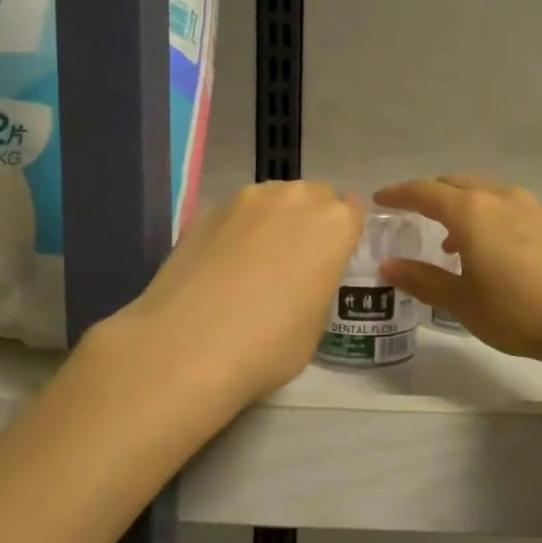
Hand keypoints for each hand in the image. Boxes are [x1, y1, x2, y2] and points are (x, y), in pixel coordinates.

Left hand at [104, 181, 364, 404]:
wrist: (188, 346)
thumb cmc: (270, 345)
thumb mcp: (316, 324)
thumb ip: (318, 284)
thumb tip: (302, 278)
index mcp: (333, 225)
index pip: (353, 211)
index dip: (344, 234)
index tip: (332, 258)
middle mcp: (294, 199)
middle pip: (314, 196)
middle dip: (310, 220)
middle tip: (296, 261)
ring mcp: (246, 199)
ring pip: (273, 199)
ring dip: (273, 220)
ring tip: (255, 262)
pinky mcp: (206, 210)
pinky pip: (235, 213)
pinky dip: (236, 231)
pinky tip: (221, 266)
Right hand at [374, 175, 541, 369]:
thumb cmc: (519, 312)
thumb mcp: (463, 302)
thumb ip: (423, 279)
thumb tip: (388, 265)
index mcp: (472, 212)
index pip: (425, 192)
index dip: (399, 194)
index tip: (381, 199)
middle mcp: (503, 198)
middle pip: (458, 184)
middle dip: (432, 194)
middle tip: (415, 212)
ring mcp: (536, 207)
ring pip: (489, 194)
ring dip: (465, 208)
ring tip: (455, 240)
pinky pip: (514, 209)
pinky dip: (494, 218)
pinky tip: (498, 249)